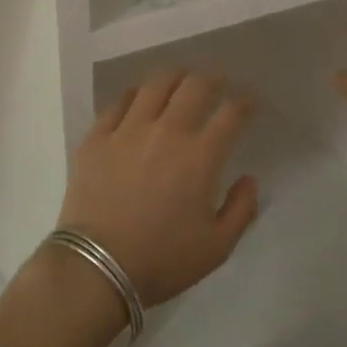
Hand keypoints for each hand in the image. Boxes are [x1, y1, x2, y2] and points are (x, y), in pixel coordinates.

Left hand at [58, 72, 259, 308]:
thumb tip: (249, 179)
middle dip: (212, 79)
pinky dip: (135, 95)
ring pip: (155, 85)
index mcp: (200, 156)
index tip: (250, 100)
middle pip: (194, 86)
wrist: (96, 269)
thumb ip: (241, 210)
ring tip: (180, 80)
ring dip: (174, 78)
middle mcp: (167, 132)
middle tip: (217, 82)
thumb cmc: (161, 261)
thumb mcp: (216, 248)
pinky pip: (119, 102)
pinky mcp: (97, 137)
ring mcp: (128, 130)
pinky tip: (139, 98)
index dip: (245, 101)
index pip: (231, 113)